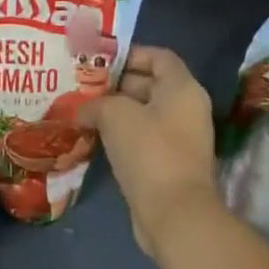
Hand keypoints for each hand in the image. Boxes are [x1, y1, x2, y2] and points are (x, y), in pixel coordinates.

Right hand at [83, 45, 220, 256]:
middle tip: (82, 86)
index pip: (159, 56)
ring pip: (144, 114)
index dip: (130, 53)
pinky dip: (121, 135)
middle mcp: (187, 109)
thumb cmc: (149, 151)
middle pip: (150, 84)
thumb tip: (83, 110)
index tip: (99, 61)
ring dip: (115, 112)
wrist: (174, 214)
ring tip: (81, 111)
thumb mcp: (114, 114)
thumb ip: (95, 103)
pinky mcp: (170, 164)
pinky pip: (143, 139)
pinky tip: (93, 138)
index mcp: (182, 88)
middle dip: (115, 84)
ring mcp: (181, 138)